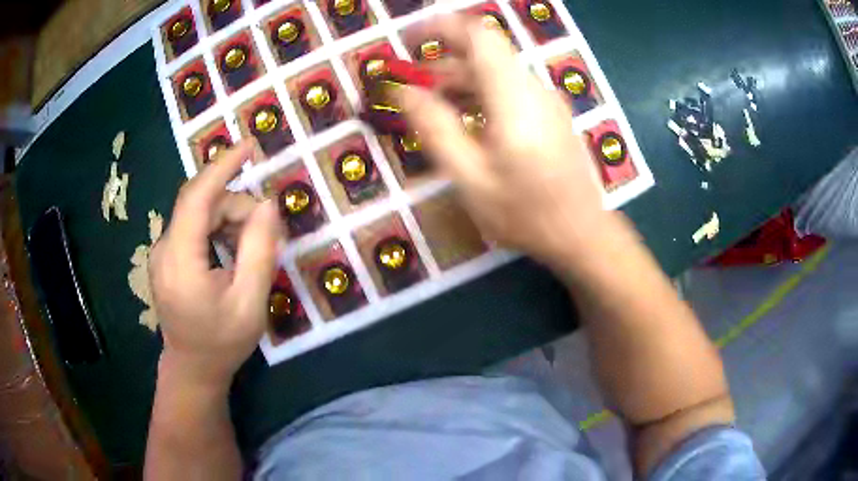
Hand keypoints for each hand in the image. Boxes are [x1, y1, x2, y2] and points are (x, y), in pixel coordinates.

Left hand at [149, 140, 279, 389]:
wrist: (193, 368)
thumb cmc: (222, 342)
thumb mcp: (250, 302)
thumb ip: (259, 251)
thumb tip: (267, 205)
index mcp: (181, 261)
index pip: (197, 197)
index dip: (222, 166)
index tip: (249, 145)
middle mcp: (164, 249)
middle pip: (201, 204)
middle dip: (237, 207)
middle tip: (268, 232)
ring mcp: (162, 252)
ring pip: (198, 214)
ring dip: (229, 219)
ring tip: (252, 247)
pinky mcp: (167, 257)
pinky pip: (194, 228)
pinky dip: (217, 229)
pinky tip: (232, 251)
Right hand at [400, 16, 605, 264]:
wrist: (582, 234)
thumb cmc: (525, 212)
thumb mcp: (470, 177)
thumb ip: (435, 128)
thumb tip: (403, 91)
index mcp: (513, 97)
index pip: (479, 36)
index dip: (442, 27)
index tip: (410, 38)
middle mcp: (533, 88)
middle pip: (485, 53)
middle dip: (444, 61)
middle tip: (412, 85)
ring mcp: (546, 101)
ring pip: (496, 72)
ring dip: (460, 80)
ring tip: (432, 107)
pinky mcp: (550, 114)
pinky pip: (509, 89)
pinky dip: (480, 94)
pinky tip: (466, 121)